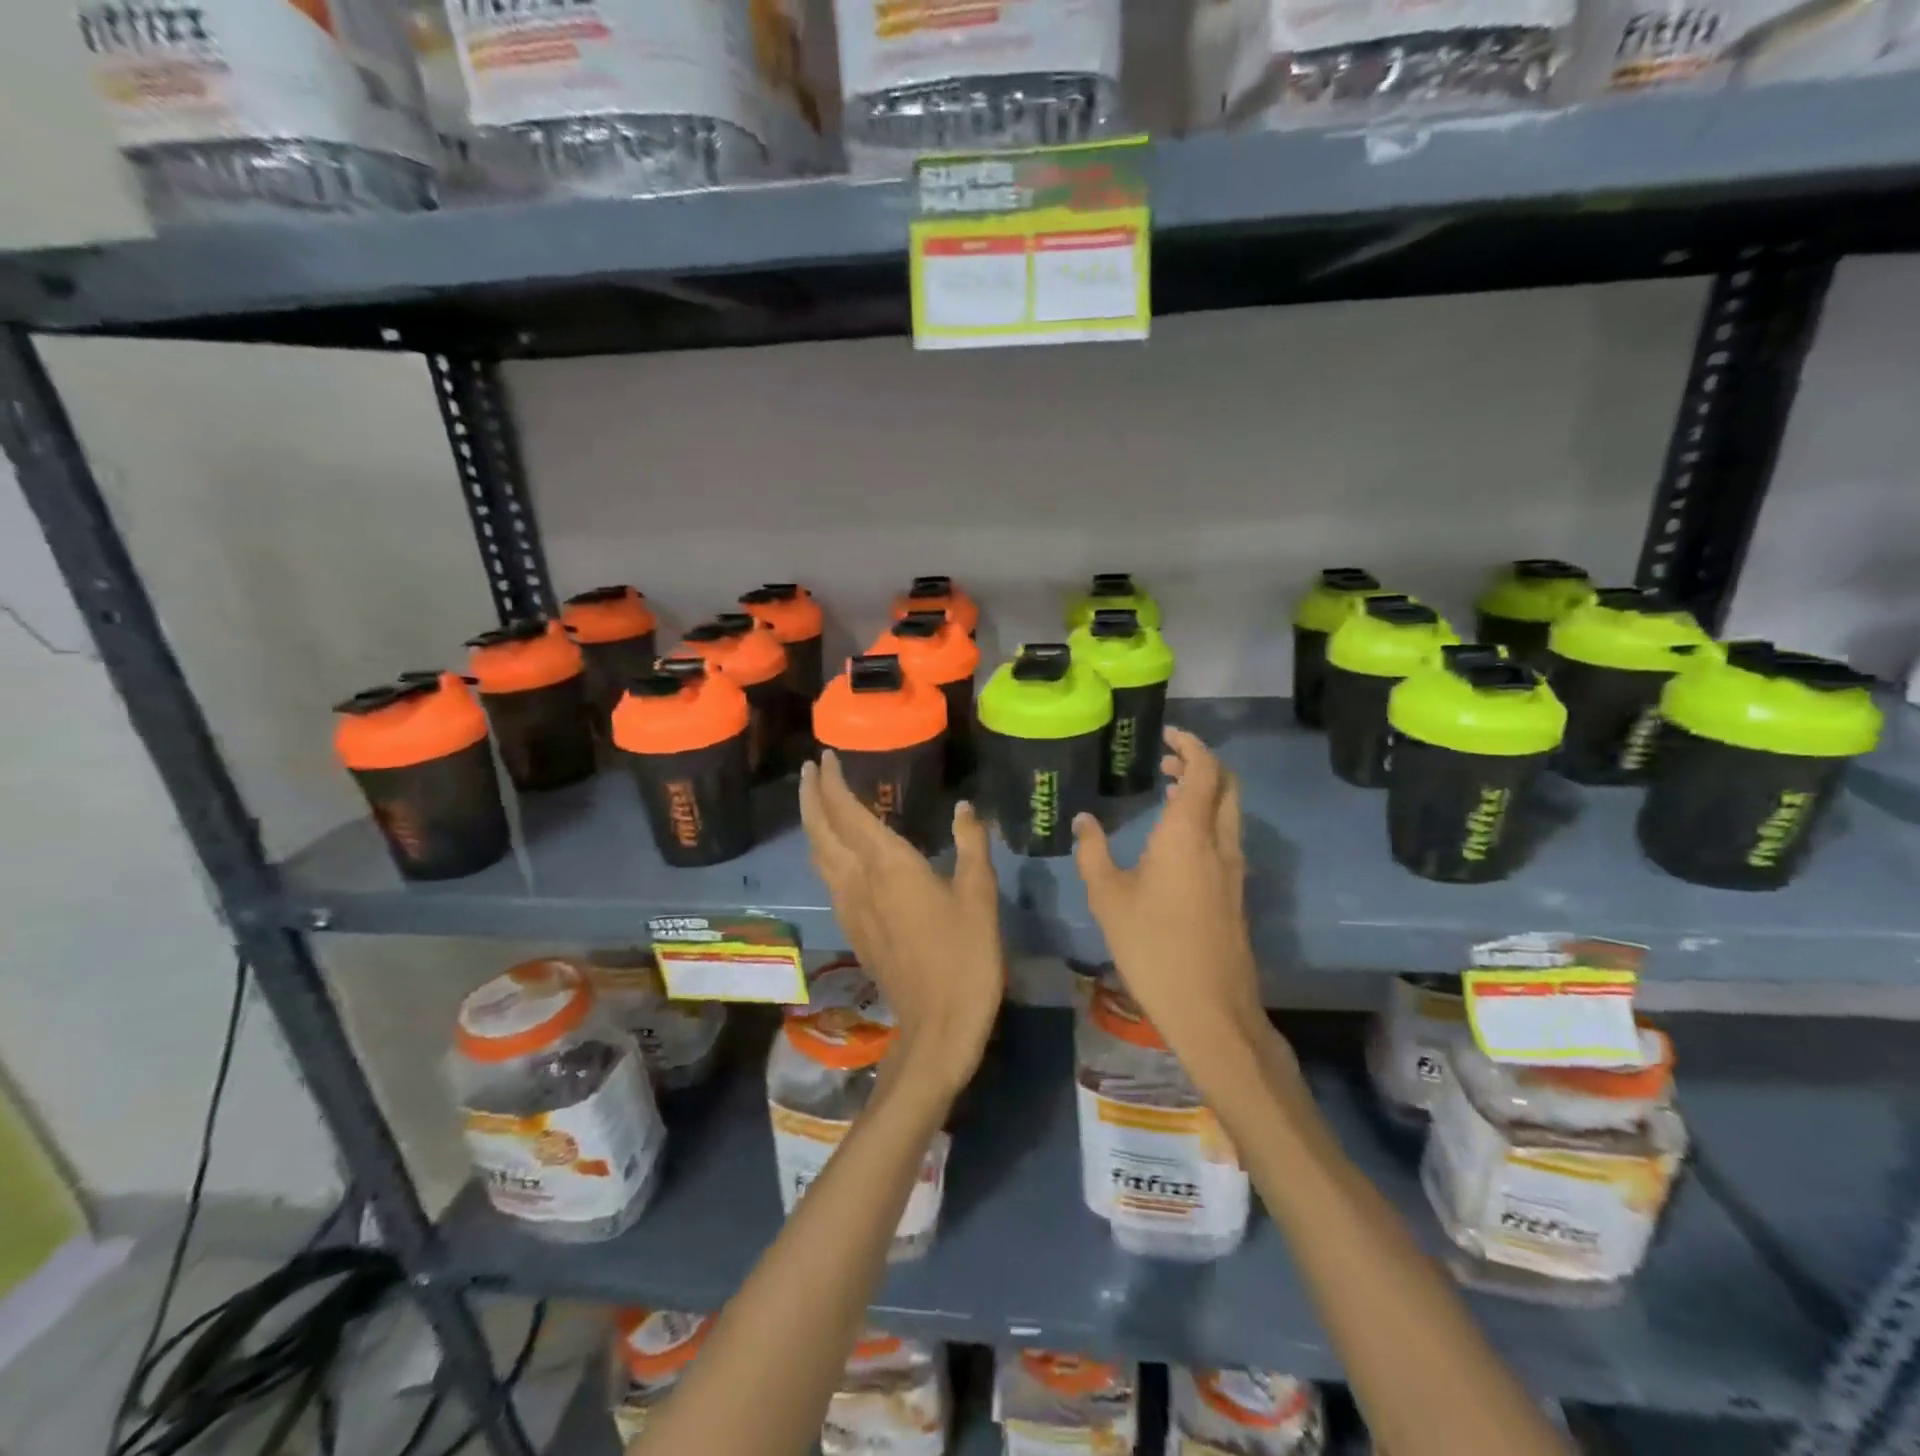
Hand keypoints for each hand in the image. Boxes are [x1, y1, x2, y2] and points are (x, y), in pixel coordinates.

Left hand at [799, 752, 1003, 1095]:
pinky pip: (827, 877)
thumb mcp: (979, 895)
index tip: (825, 757)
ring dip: (813, 822)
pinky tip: (837, 852)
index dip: (832, 782)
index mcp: (888, 865)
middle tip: (810, 769)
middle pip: (820, 830)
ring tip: (817, 801)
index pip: (847, 811)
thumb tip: (965, 808)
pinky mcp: (853, 928)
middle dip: (811, 795)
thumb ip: (971, 845)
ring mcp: (849, 907)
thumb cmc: (965, 955)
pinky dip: (824, 851)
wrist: (938, 1024)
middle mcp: (858, 880)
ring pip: (818, 855)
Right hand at [1072, 728, 1268, 1067]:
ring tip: (1169, 791)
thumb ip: (1093, 852)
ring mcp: (1233, 869)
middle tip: (1167, 759)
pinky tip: (1177, 839)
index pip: (1205, 770)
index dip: (1191, 745)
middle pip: (1226, 785)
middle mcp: (1219, 842)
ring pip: (1229, 811)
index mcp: (1188, 834)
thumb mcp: (1108, 897)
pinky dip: (1207, 818)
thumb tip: (1084, 821)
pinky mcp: (1235, 892)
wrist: (1210, 1007)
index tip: (1168, 735)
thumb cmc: (1153, 946)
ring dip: (1205, 791)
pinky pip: (1226, 836)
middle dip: (1201, 763)